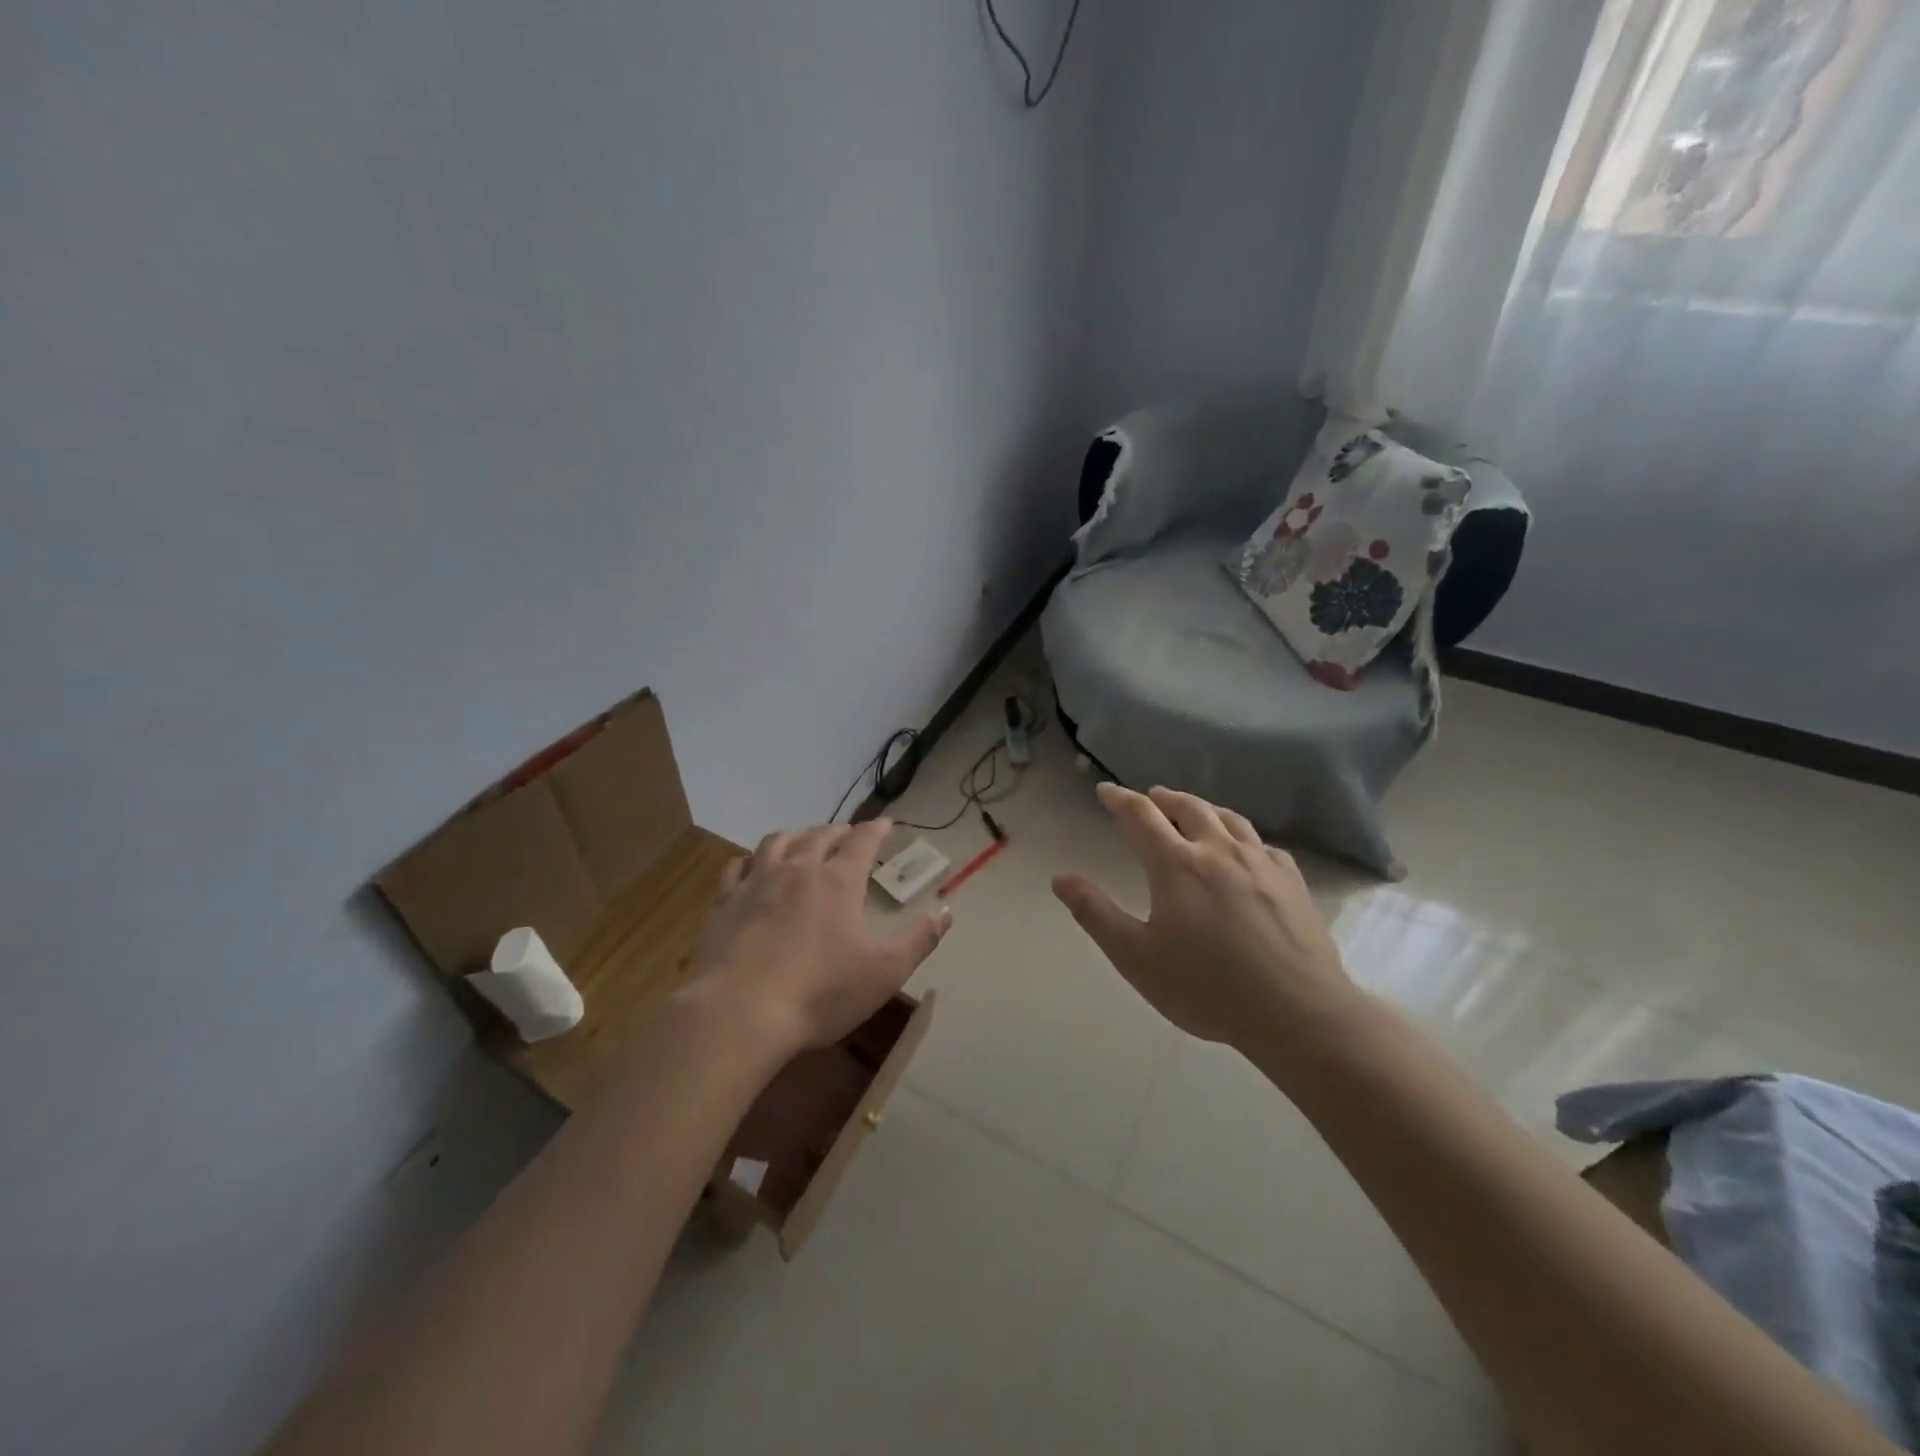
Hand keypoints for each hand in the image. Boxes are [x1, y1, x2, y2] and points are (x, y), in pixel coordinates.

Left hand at [687, 818, 950, 1052]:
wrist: (739, 1013)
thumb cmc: (820, 993)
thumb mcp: (884, 972)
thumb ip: (918, 940)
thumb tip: (946, 913)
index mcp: (838, 881)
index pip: (862, 841)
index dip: (876, 829)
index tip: (886, 823)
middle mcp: (798, 869)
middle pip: (820, 835)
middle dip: (838, 831)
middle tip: (848, 834)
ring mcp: (757, 882)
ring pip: (778, 841)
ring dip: (796, 835)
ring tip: (803, 841)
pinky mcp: (724, 902)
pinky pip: (739, 865)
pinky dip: (753, 858)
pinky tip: (753, 867)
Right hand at [1051, 784, 1356, 1051]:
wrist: (1298, 1013)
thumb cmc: (1207, 987)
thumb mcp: (1136, 957)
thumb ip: (1095, 914)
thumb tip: (1060, 879)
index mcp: (1176, 864)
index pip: (1140, 816)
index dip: (1119, 799)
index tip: (1105, 790)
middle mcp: (1218, 850)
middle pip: (1187, 807)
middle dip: (1162, 798)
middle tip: (1149, 797)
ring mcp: (1261, 862)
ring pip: (1228, 818)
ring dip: (1203, 808)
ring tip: (1192, 811)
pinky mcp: (1292, 881)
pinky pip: (1262, 844)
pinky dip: (1241, 836)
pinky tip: (1245, 850)